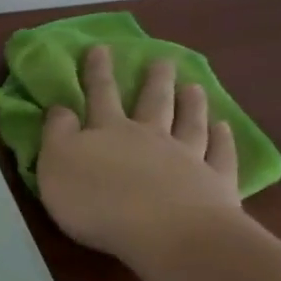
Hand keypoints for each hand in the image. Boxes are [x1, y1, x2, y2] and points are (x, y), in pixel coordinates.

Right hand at [36, 46, 243, 268]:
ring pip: (189, 122)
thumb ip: (57, 134)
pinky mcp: (214, 182)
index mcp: (107, 131)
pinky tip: (224, 127)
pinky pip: (220, 154)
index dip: (97, 72)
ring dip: (190, 103)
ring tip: (193, 86)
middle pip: (152, 102)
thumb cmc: (97, 201)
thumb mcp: (56, 165)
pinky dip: (222, 139)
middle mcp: (149, 136)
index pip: (99, 95)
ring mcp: (186, 157)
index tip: (100, 48)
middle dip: (153, 80)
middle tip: (161, 60)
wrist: (165, 232)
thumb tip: (61, 107)